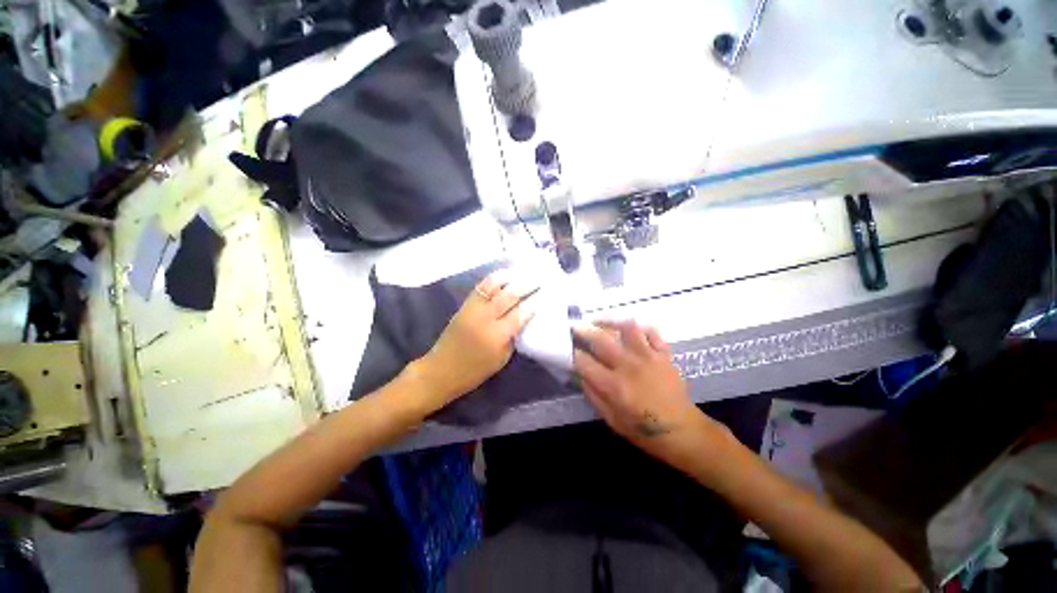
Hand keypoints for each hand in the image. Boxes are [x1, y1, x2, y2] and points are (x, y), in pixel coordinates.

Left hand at [415, 271, 535, 404]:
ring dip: (509, 277)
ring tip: (521, 272)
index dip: (533, 304)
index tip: (543, 296)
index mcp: (497, 336)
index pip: (520, 314)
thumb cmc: (474, 371)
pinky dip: (493, 280)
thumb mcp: (501, 359)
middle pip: (508, 296)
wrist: (441, 370)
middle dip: (525, 286)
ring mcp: (472, 309)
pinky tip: (503, 276)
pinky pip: (480, 288)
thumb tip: (522, 320)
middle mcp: (485, 318)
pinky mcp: (463, 306)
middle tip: (538, 279)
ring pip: (492, 286)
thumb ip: (513, 338)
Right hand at [573, 321, 726, 467]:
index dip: (572, 353)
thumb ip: (593, 395)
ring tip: (602, 323)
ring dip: (611, 322)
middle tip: (575, 325)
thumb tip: (580, 373)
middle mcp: (629, 366)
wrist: (683, 432)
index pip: (584, 362)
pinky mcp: (664, 354)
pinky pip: (652, 332)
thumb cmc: (643, 430)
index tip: (567, 348)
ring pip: (627, 328)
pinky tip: (631, 331)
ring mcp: (649, 357)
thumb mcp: (611, 420)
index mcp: (614, 385)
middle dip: (584, 330)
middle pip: (601, 339)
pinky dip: (640, 328)